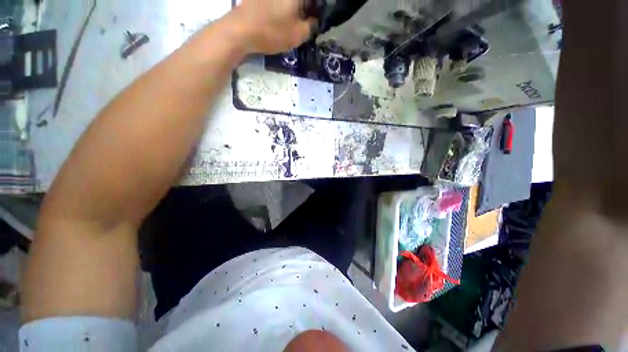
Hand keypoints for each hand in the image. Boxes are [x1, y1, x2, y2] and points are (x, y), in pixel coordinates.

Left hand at [231, 0, 314, 53]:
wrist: (241, 30)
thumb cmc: (272, 32)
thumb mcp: (298, 35)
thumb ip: (311, 27)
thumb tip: (314, 20)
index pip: (313, 1)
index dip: (317, 8)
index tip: (315, 20)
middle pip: (300, 2)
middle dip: (306, 10)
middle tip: (307, 23)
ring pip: (288, 4)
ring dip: (294, 11)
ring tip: (294, 23)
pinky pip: (277, 4)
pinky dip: (282, 10)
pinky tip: (280, 20)